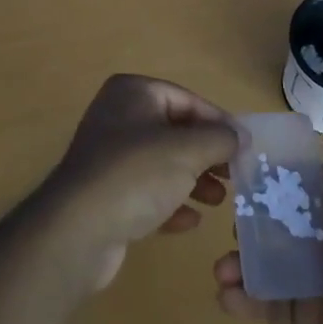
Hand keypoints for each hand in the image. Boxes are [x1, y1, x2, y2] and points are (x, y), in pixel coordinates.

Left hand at [37, 74, 238, 290]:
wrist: (77, 231)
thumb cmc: (136, 175)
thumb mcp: (187, 150)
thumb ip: (219, 139)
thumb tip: (240, 136)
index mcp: (133, 92)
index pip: (187, 99)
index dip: (219, 122)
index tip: (245, 148)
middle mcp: (118, 117)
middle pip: (175, 131)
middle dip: (206, 155)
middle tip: (234, 177)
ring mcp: (108, 156)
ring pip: (161, 163)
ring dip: (192, 181)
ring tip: (218, 202)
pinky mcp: (105, 194)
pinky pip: (145, 192)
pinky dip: (169, 203)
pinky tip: (189, 222)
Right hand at [214, 115, 322, 323]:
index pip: (303, 181)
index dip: (273, 171)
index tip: (236, 160)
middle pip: (278, 221)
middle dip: (249, 218)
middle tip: (229, 218)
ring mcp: (314, 282)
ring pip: (267, 262)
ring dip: (240, 262)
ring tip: (222, 268)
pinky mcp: (303, 321)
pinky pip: (267, 304)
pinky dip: (244, 299)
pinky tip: (224, 295)